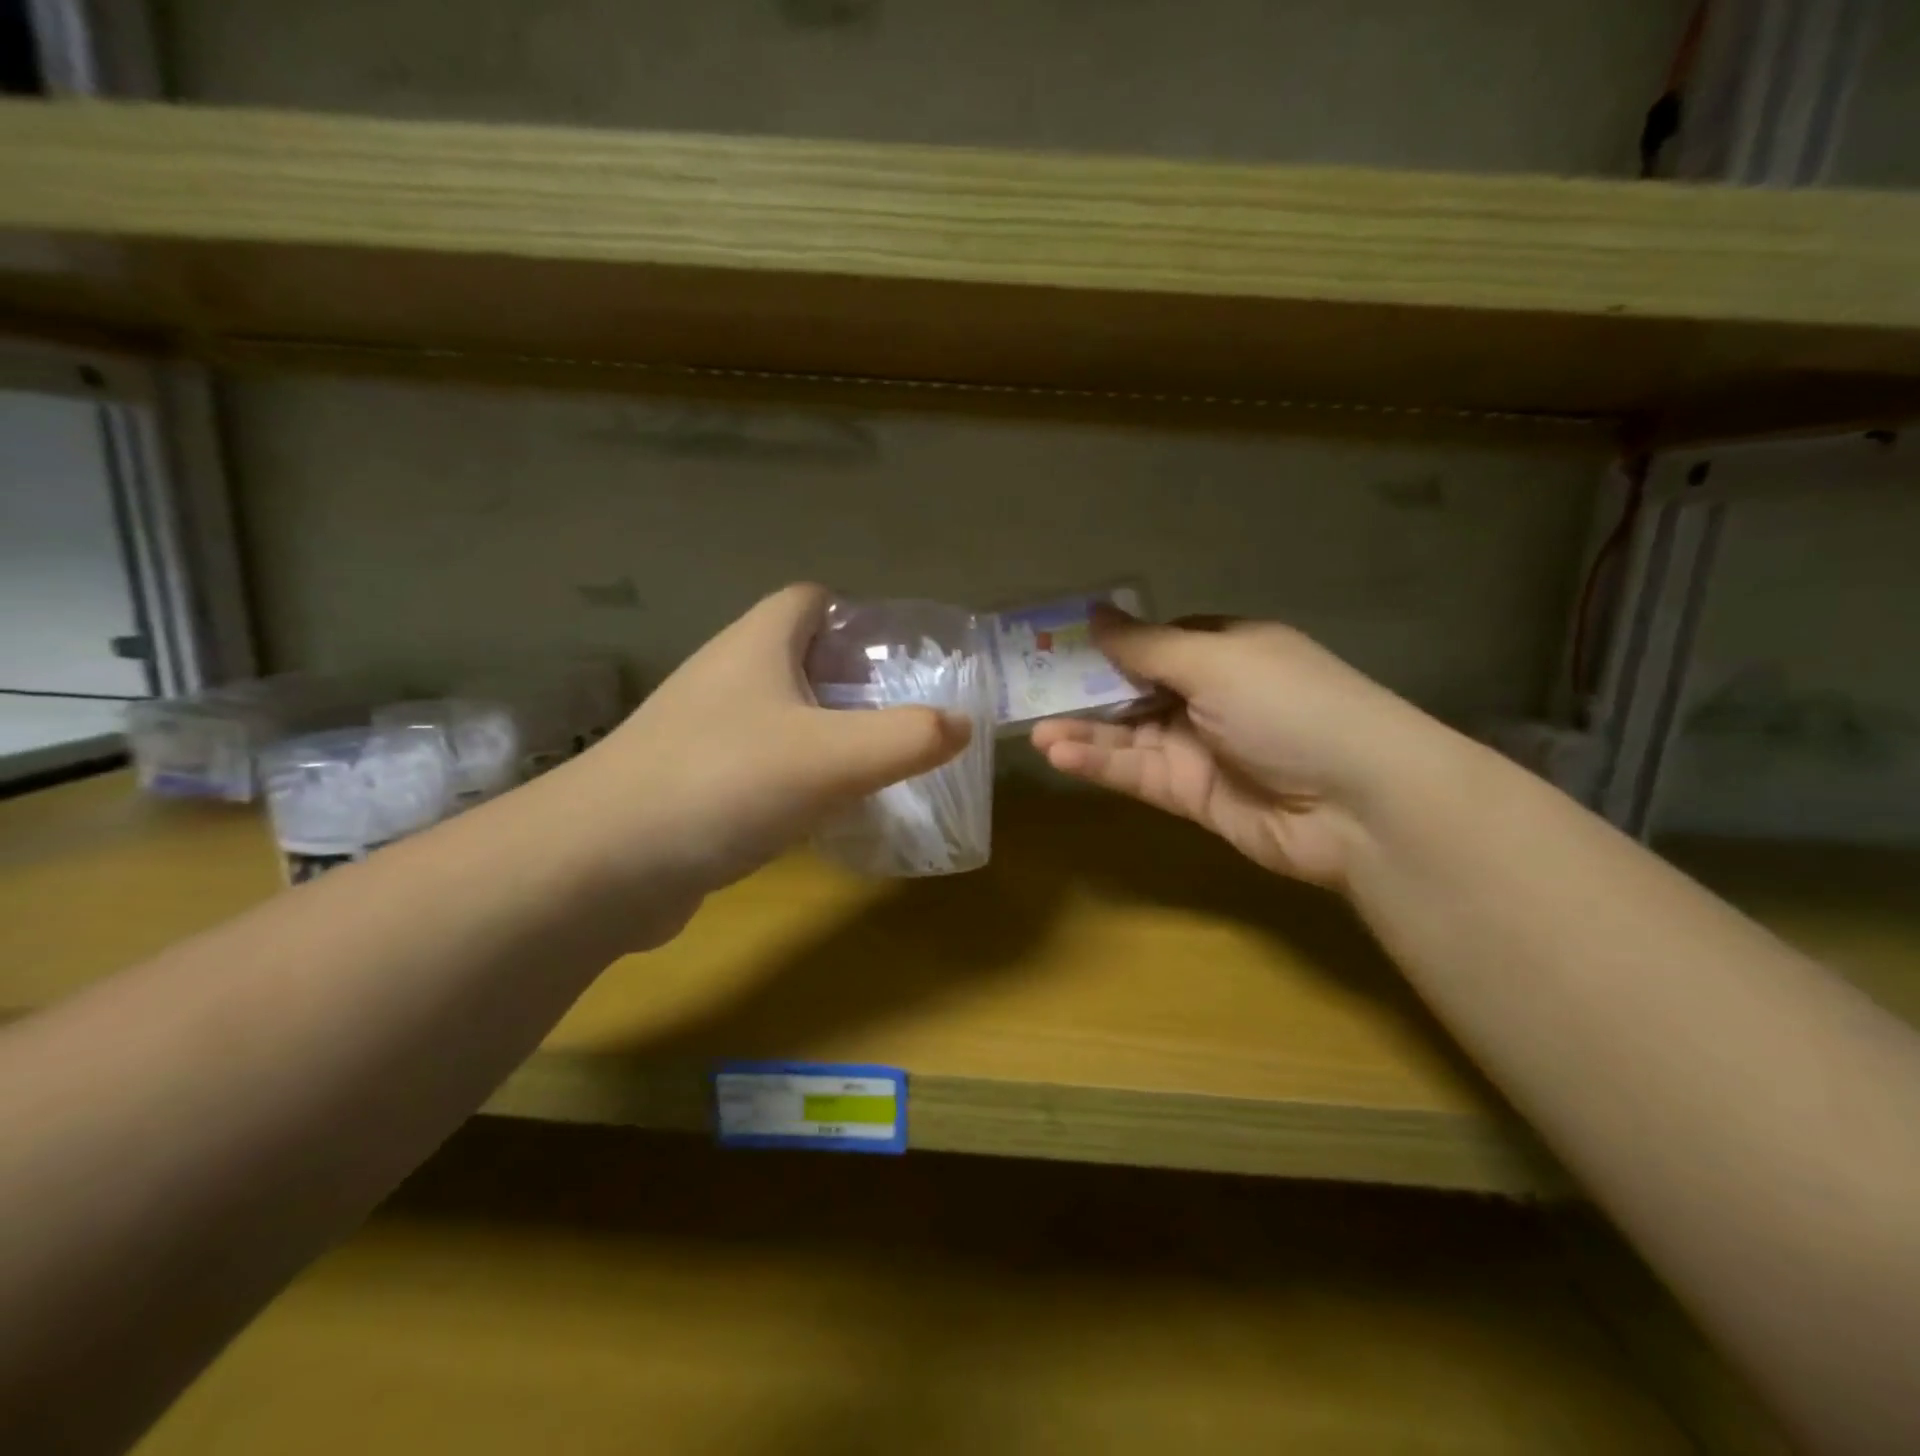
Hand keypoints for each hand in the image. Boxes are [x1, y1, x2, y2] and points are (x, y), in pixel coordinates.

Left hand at [545, 584, 969, 923]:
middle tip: (905, 716)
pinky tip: (826, 812)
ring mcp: (703, 731)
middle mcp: (726, 676)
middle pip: (801, 657)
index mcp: (757, 644)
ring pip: (782, 714)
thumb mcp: (833, 757)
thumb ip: (908, 737)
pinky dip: (799, 776)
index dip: (859, 616)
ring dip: (828, 731)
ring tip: (878, 763)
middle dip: (855, 680)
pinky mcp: (693, 783)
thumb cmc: (723, 783)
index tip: (902, 656)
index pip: (811, 599)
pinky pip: (762, 763)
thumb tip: (963, 725)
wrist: (601, 865)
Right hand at [1032, 610, 1455, 888]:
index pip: (1159, 641)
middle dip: (1086, 690)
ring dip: (1085, 732)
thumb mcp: (1216, 661)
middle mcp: (1211, 697)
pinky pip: (1137, 773)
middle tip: (1028, 689)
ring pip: (1129, 735)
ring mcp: (1199, 748)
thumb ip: (1147, 645)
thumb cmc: (1289, 706)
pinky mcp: (1191, 796)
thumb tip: (1095, 613)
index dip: (1113, 642)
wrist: (1358, 804)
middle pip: (1136, 689)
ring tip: (1035, 731)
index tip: (1059, 642)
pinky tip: (1062, 755)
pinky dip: (1101, 764)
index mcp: (1227, 651)